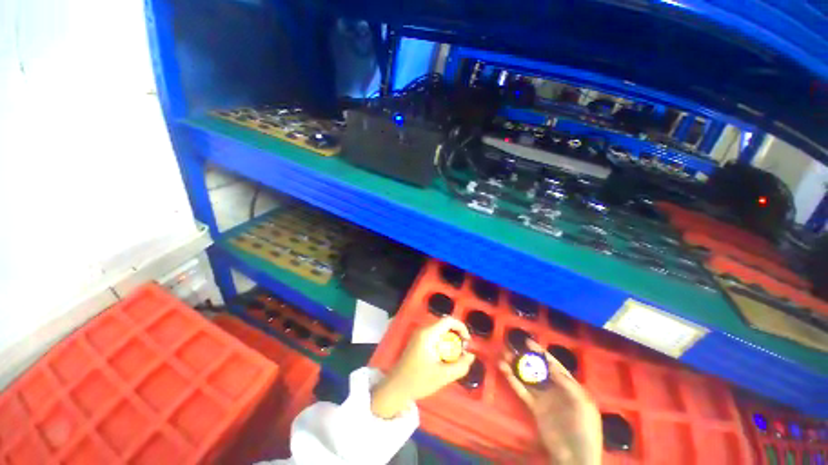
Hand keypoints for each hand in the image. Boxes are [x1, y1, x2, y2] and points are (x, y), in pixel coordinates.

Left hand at [372, 317, 474, 418]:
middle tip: (462, 352)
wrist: (396, 387)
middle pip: (445, 325)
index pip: (448, 320)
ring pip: (440, 331)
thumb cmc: (418, 381)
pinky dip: (442, 343)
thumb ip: (460, 366)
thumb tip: (471, 356)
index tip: (467, 343)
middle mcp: (423, 330)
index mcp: (428, 334)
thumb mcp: (443, 376)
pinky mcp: (418, 341)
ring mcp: (419, 334)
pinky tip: (444, 358)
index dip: (461, 327)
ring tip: (454, 357)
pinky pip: (434, 336)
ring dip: (450, 341)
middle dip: (456, 336)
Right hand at [500, 340, 601, 464]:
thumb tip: (551, 365)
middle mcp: (555, 388)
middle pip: (537, 368)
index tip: (527, 342)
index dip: (541, 352)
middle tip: (510, 346)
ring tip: (503, 355)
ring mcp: (544, 398)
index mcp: (569, 385)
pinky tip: (504, 370)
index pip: (553, 364)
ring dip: (515, 366)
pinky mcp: (534, 407)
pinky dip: (512, 380)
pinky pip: (522, 390)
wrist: (575, 456)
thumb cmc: (584, 428)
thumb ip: (567, 383)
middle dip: (525, 357)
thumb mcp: (582, 404)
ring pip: (527, 377)